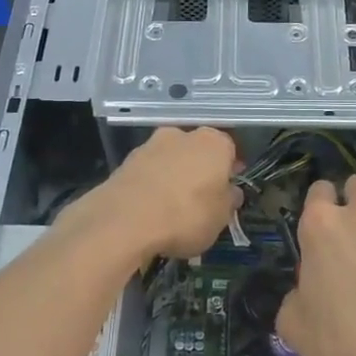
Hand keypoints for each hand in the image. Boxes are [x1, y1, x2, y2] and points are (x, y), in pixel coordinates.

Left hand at [67, 126, 240, 262]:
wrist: (125, 220)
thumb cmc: (186, 215)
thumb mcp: (220, 217)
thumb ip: (228, 201)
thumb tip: (230, 192)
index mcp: (213, 142)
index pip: (230, 150)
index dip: (230, 171)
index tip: (228, 191)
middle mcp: (182, 134)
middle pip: (198, 151)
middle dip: (200, 170)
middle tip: (201, 199)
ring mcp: (150, 145)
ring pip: (171, 160)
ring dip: (174, 176)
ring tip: (172, 208)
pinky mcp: (126, 161)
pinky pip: (148, 172)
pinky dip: (152, 185)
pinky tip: (150, 209)